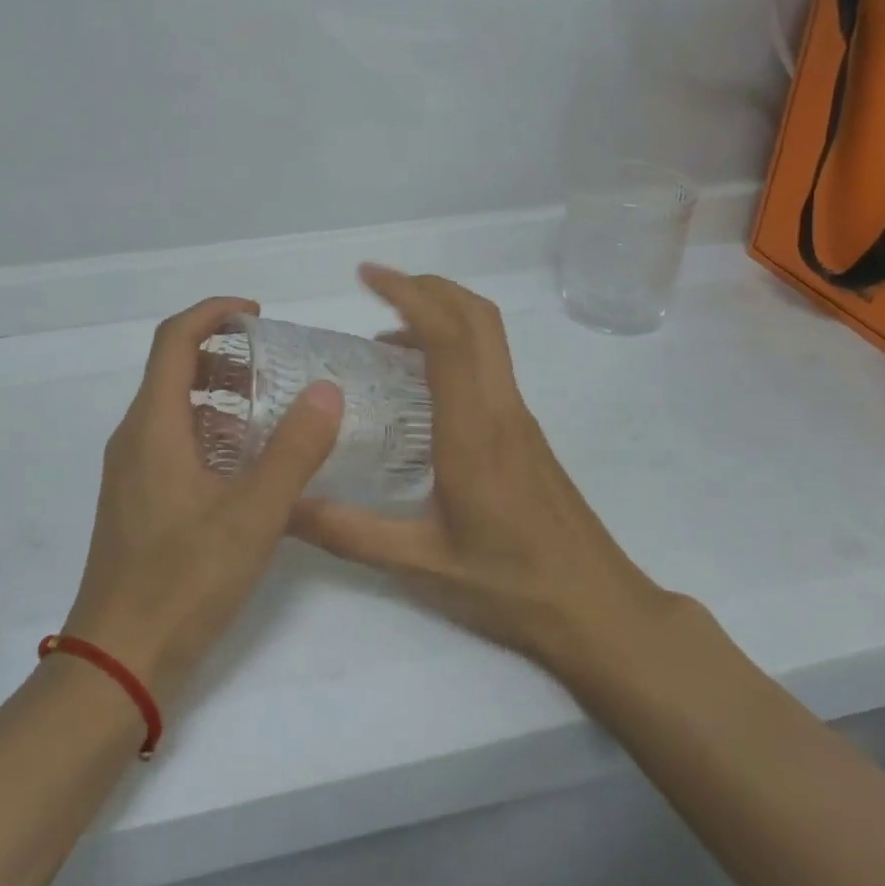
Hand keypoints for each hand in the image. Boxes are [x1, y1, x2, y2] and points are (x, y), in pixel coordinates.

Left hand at [64, 296, 344, 710]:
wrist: (118, 664)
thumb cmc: (183, 581)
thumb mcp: (254, 514)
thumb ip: (294, 450)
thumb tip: (326, 390)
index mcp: (153, 424)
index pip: (174, 338)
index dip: (214, 312)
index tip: (258, 314)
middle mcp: (135, 437)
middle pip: (174, 368)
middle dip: (223, 352)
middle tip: (275, 362)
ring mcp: (133, 471)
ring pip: (176, 408)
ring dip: (220, 393)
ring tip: (272, 407)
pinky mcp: (139, 501)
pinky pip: (175, 442)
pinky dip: (212, 431)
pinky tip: (250, 465)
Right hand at [288, 267, 669, 686]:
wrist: (599, 609)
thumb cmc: (512, 586)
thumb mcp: (422, 566)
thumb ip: (350, 534)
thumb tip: (286, 508)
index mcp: (474, 432)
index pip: (448, 340)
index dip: (409, 295)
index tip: (368, 276)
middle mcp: (501, 408)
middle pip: (476, 316)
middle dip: (427, 285)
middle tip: (376, 285)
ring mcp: (518, 415)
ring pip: (488, 335)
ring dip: (442, 311)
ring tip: (386, 331)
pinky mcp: (524, 428)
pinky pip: (488, 362)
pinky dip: (452, 344)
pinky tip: (417, 382)